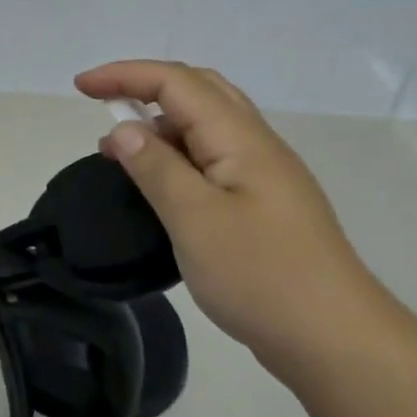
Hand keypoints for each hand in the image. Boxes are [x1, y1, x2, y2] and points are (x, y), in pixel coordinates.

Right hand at [75, 60, 382, 369]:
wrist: (335, 341)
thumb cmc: (261, 276)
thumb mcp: (195, 219)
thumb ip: (156, 168)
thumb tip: (124, 129)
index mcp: (241, 139)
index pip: (177, 82)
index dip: (125, 75)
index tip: (80, 88)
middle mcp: (255, 146)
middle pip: (198, 90)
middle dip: (144, 87)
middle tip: (101, 106)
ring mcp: (262, 177)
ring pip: (205, 126)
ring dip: (158, 124)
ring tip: (118, 152)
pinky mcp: (261, 206)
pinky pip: (210, 159)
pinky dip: (174, 156)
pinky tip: (156, 186)